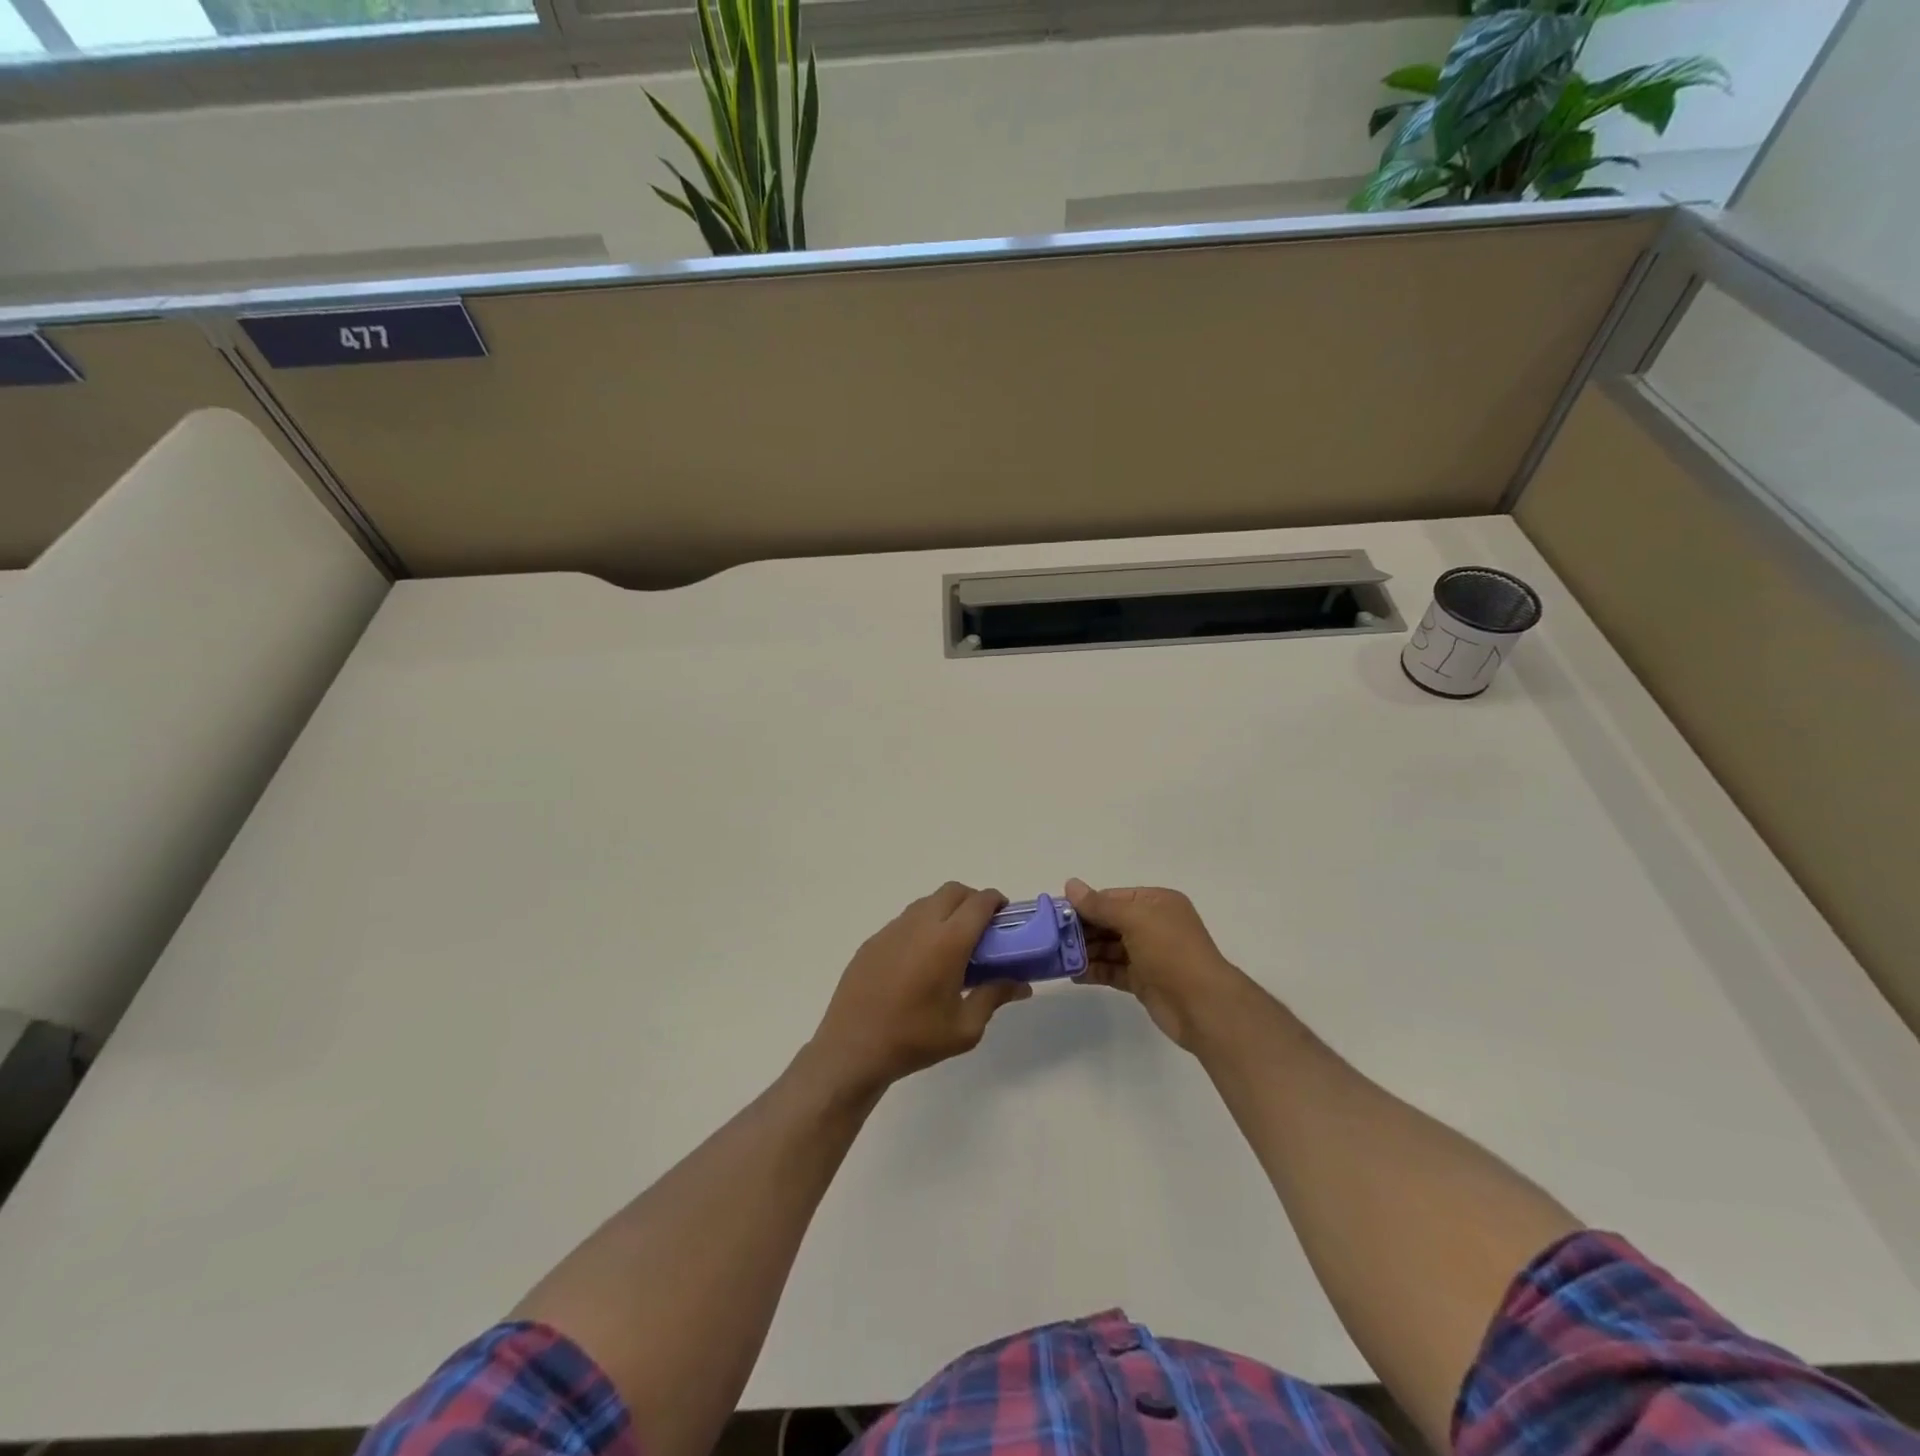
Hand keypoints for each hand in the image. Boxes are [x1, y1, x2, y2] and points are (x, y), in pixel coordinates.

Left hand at [810, 882, 1033, 1095]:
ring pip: (927, 902)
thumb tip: (1022, 985)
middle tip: (982, 929)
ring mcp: (892, 929)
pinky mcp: (873, 941)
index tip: (1005, 918)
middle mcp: (920, 924)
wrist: (853, 1048)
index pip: (979, 902)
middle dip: (972, 900)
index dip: (997, 902)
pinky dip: (922, 925)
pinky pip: (904, 920)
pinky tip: (920, 960)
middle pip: (953, 891)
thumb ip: (994, 997)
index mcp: (948, 941)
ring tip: (952, 944)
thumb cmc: (915, 1039)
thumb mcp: (965, 1028)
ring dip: (946, 910)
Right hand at [1064, 880, 1252, 1050]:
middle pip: (1109, 922)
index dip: (1085, 904)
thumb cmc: (1170, 951)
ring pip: (1109, 948)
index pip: (1113, 897)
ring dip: (1084, 951)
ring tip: (1056, 957)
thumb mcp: (1134, 919)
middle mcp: (1153, 925)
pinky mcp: (1144, 981)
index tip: (1056, 913)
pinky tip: (1072, 974)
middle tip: (1051, 937)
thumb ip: (1100, 905)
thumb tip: (1070, 884)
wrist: (1203, 1006)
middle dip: (1082, 929)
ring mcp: (1149, 954)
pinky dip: (1094, 971)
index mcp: (1156, 903)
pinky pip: (1113, 970)